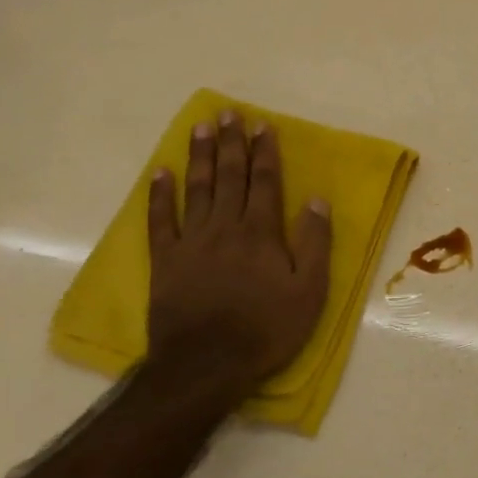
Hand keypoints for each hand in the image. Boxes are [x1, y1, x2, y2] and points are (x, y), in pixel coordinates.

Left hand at [145, 111, 331, 389]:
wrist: (207, 364)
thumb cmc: (267, 329)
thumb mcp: (310, 292)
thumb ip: (315, 243)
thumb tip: (317, 200)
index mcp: (261, 233)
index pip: (265, 181)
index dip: (265, 151)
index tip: (263, 125)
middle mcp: (226, 226)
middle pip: (229, 176)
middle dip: (231, 143)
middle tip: (229, 113)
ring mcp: (191, 241)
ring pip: (197, 188)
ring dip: (200, 156)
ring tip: (201, 127)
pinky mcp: (165, 260)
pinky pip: (161, 220)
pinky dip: (160, 195)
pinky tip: (161, 172)